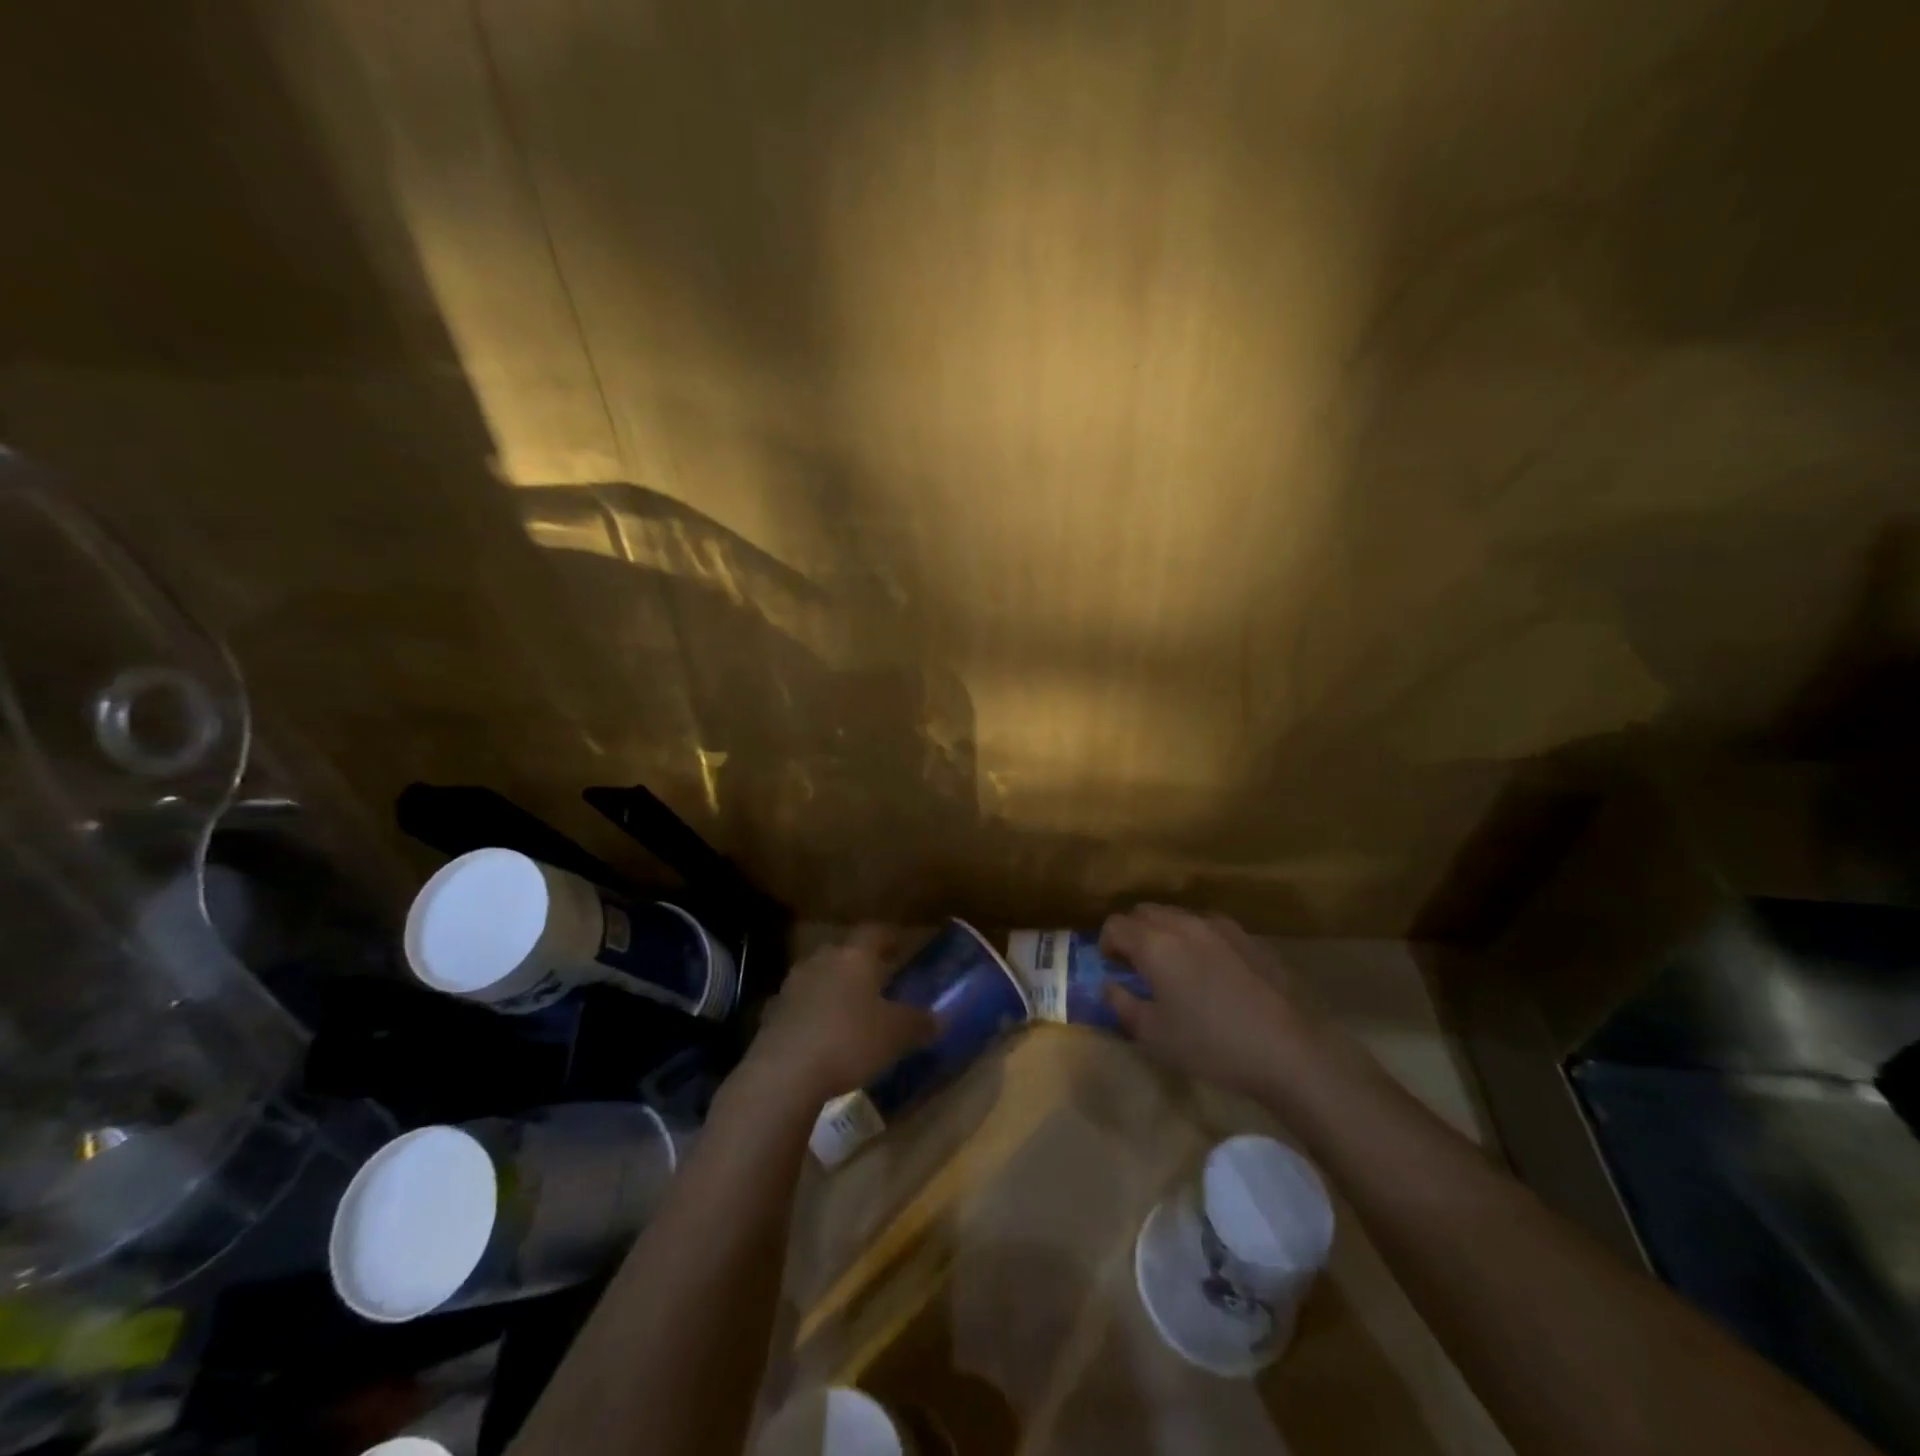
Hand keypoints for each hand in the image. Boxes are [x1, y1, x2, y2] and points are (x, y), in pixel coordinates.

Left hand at [741, 926, 938, 1102]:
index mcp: (854, 956)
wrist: (784, 1073)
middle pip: (843, 951)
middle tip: (878, 978)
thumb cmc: (849, 1041)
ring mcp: (792, 985)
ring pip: (819, 975)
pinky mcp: (772, 1013)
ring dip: (834, 986)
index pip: (875, 932)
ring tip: (850, 1007)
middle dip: (860, 963)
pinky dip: (812, 1012)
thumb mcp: (896, 1035)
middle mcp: (822, 960)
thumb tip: (938, 1019)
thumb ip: (918, 1023)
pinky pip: (800, 1004)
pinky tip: (822, 1033)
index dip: (890, 937)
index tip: (902, 945)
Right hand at [1099, 904, 1320, 1095]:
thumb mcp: (1153, 1036)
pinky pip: (1207, 925)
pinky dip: (1195, 937)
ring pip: (1177, 914)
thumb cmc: (1210, 1045)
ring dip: (1164, 931)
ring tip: (1173, 965)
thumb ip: (1122, 1004)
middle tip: (1137, 964)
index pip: (1115, 924)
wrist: (1284, 1051)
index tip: (1112, 968)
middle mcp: (1183, 924)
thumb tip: (1110, 985)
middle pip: (1144, 911)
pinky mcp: (1246, 936)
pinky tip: (1208, 969)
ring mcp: (1218, 926)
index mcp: (1155, 944)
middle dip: (1133, 932)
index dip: (1106, 944)